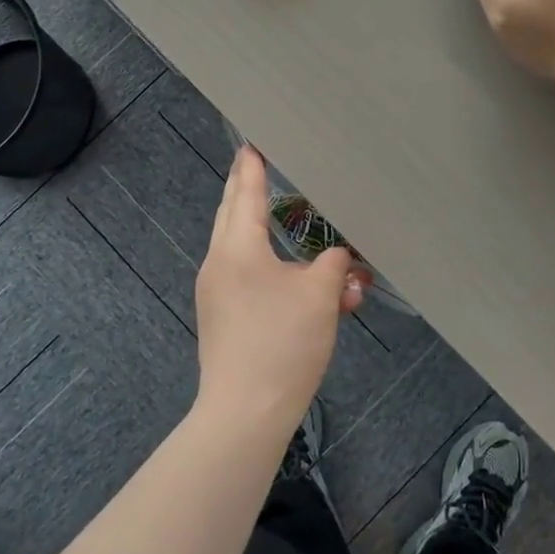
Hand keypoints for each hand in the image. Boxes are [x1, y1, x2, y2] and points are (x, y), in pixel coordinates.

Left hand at [194, 147, 367, 433]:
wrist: (246, 413)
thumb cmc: (282, 342)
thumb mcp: (320, 295)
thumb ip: (333, 264)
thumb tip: (338, 257)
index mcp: (237, 247)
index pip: (244, 191)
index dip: (252, 164)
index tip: (253, 140)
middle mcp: (219, 263)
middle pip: (235, 215)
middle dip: (251, 192)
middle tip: (264, 168)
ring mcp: (216, 293)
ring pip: (246, 250)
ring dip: (275, 239)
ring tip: (301, 230)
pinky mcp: (223, 318)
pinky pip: (248, 279)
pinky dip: (274, 271)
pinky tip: (306, 285)